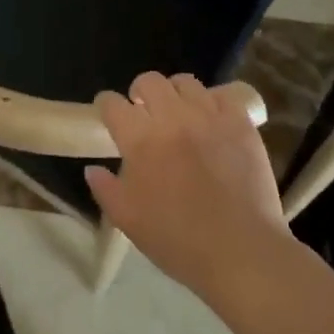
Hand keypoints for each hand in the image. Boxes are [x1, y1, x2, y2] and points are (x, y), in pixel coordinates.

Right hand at [86, 72, 290, 296]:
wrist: (241, 252)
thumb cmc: (179, 241)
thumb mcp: (129, 221)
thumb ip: (105, 189)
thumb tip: (92, 168)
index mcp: (141, 139)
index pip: (112, 104)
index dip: (106, 105)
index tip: (108, 114)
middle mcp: (172, 117)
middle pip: (148, 81)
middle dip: (139, 92)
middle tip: (143, 112)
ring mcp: (208, 116)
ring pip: (184, 82)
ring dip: (174, 93)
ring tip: (178, 113)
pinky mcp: (239, 121)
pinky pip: (220, 95)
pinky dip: (211, 103)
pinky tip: (210, 121)